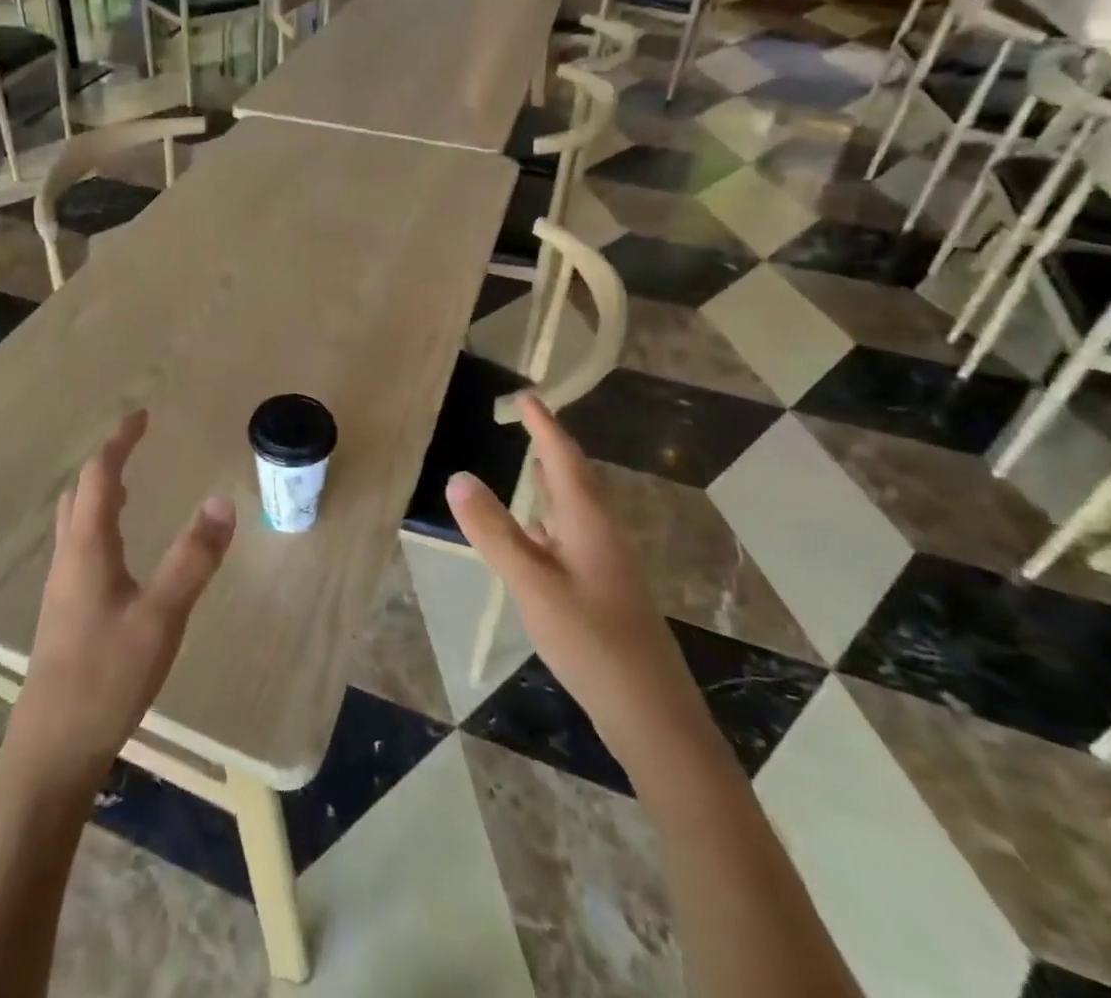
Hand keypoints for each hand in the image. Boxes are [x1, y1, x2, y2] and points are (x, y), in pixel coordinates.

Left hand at [11, 410, 235, 779]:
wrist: (52, 752)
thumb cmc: (105, 678)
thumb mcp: (161, 617)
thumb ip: (192, 559)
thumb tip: (221, 501)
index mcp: (87, 549)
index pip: (98, 477)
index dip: (118, 442)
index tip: (141, 416)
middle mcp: (68, 560)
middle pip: (78, 495)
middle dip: (105, 464)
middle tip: (135, 448)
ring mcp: (62, 590)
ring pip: (75, 524)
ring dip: (99, 495)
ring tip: (129, 488)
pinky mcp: (66, 615)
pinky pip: (80, 550)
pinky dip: (99, 527)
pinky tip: (121, 553)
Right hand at [447, 396, 701, 741]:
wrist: (652, 715)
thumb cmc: (593, 642)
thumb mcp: (534, 584)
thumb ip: (495, 532)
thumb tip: (458, 477)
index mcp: (589, 522)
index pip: (564, 458)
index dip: (544, 425)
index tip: (526, 395)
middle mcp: (601, 534)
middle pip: (574, 478)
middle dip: (549, 447)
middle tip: (524, 422)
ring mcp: (604, 564)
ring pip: (573, 509)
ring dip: (551, 482)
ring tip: (527, 463)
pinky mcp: (602, 590)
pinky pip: (569, 536)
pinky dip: (548, 519)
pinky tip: (534, 533)